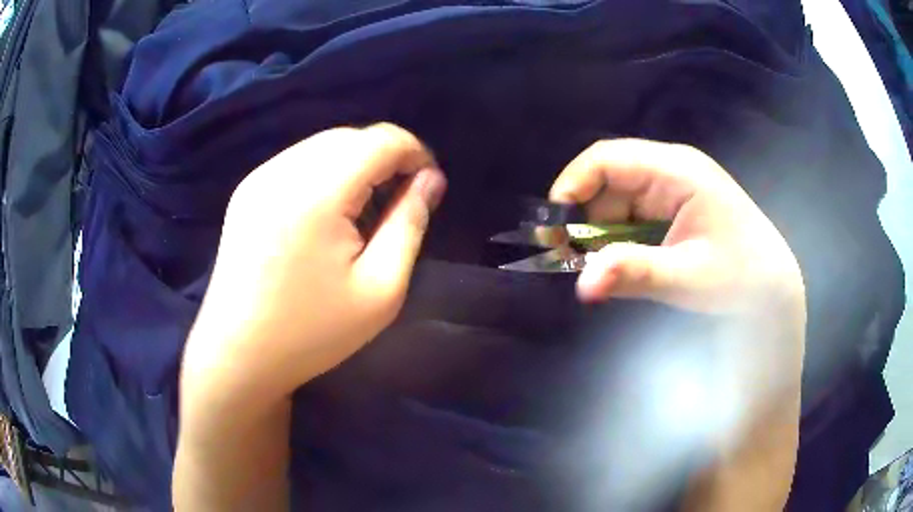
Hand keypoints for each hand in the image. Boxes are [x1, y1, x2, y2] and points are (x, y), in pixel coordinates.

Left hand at [180, 123, 446, 405]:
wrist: (238, 353)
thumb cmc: (312, 332)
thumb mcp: (380, 289)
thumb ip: (410, 223)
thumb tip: (431, 179)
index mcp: (317, 193)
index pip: (380, 139)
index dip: (415, 152)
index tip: (430, 183)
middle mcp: (283, 171)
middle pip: (351, 136)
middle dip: (386, 156)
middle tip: (402, 198)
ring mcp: (259, 177)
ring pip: (324, 144)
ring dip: (356, 162)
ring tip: (367, 205)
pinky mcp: (247, 190)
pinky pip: (298, 160)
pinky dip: (326, 170)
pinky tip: (329, 209)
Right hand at [551, 138, 804, 315]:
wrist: (772, 287)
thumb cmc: (740, 277)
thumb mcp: (687, 278)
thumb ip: (633, 274)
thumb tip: (581, 286)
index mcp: (676, 170)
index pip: (609, 158)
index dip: (573, 184)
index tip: (553, 226)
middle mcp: (671, 169)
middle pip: (609, 178)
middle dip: (584, 214)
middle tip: (569, 257)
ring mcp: (673, 186)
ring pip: (618, 198)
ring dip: (601, 230)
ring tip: (599, 266)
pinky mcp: (674, 205)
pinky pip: (633, 213)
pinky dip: (619, 236)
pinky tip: (623, 260)